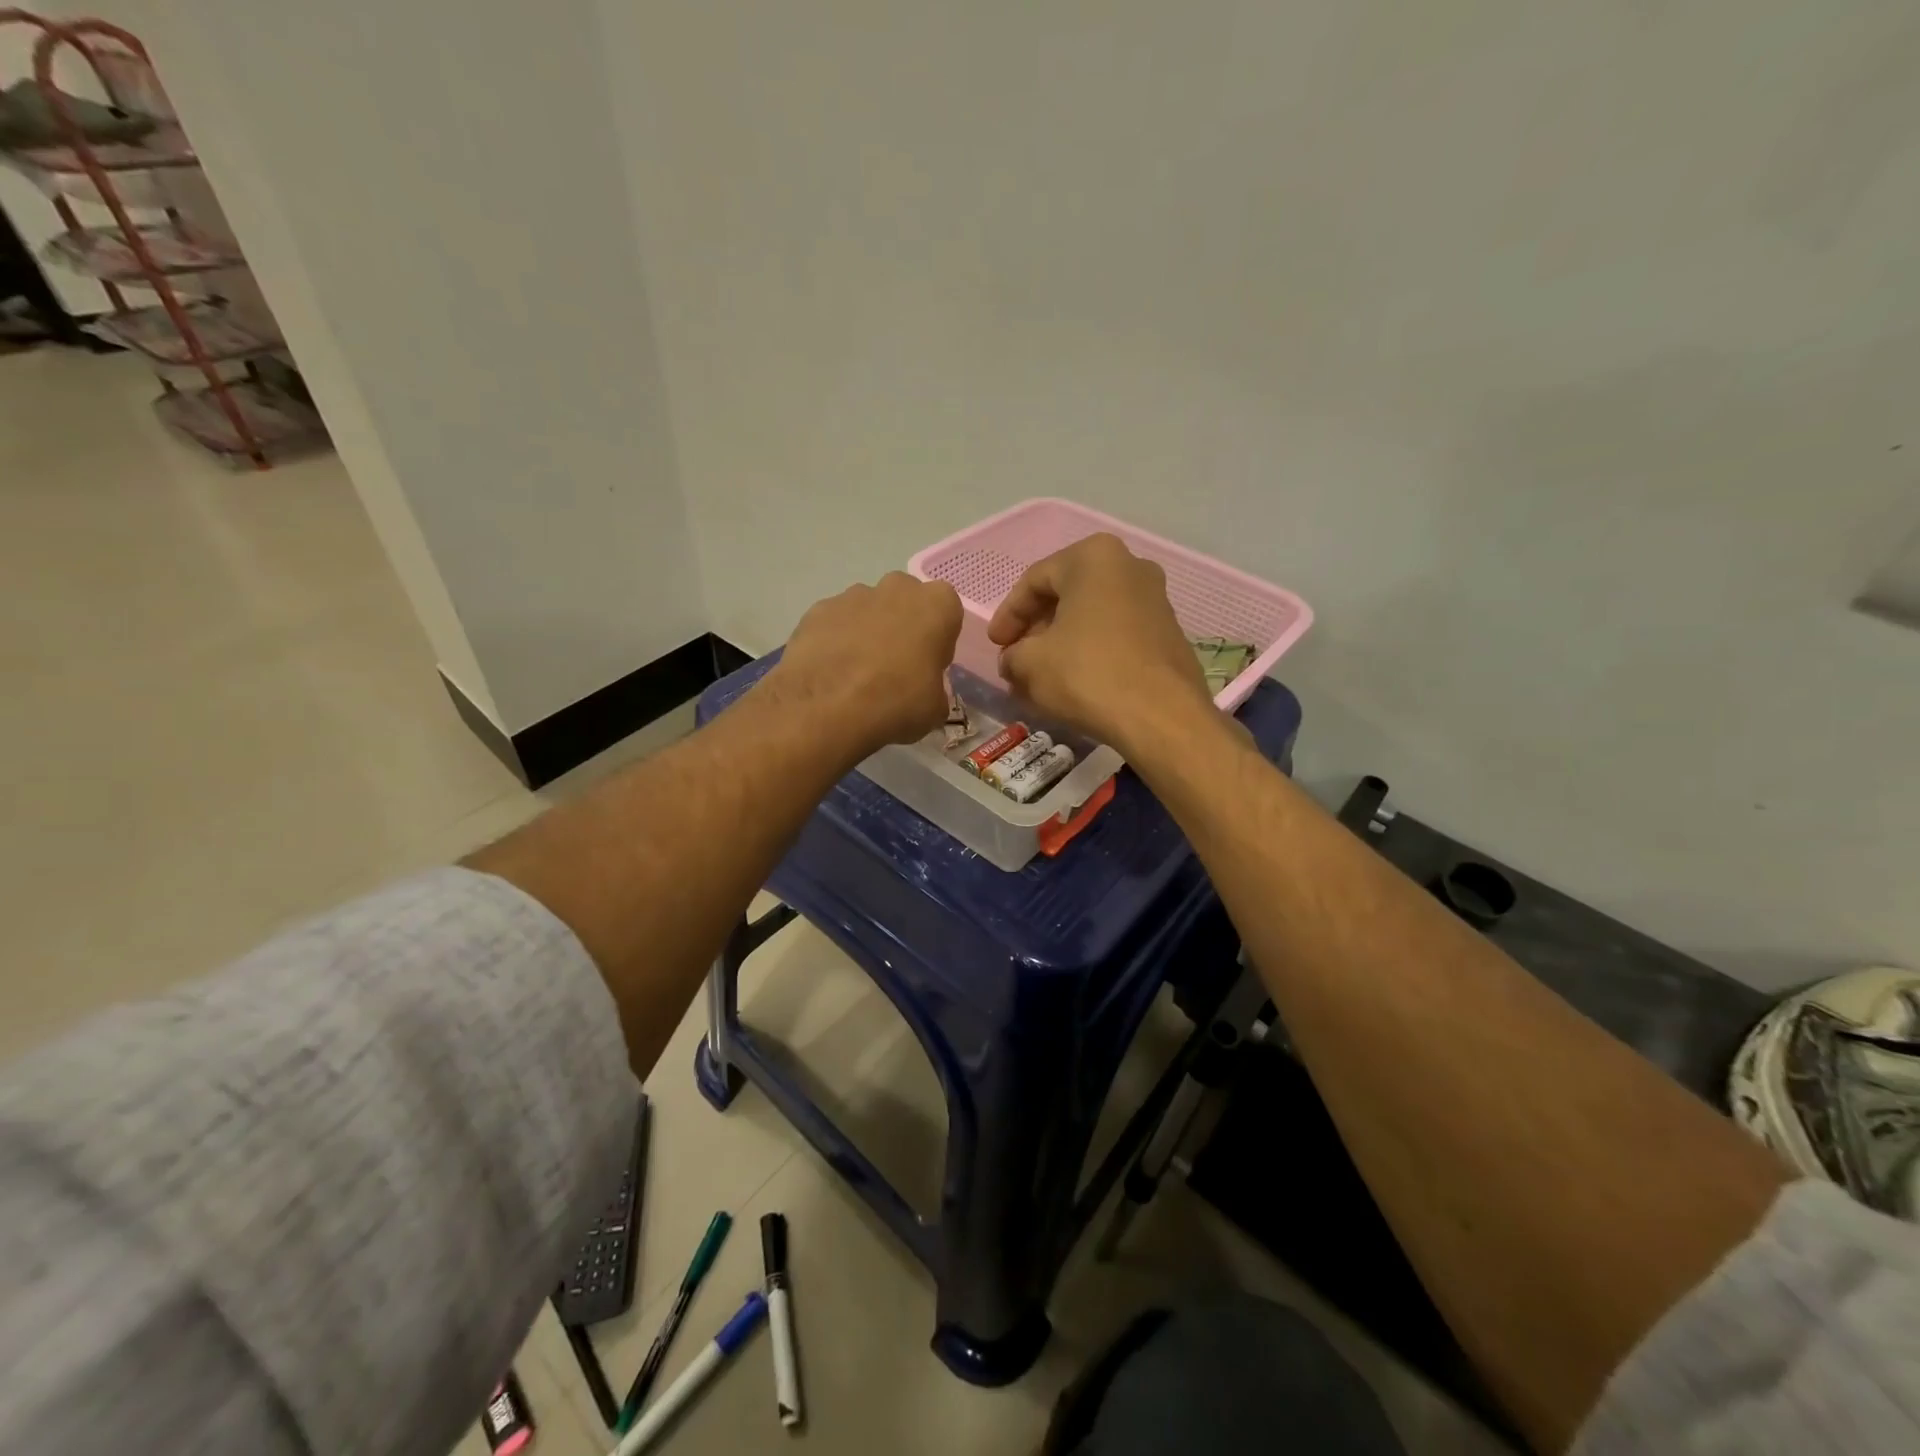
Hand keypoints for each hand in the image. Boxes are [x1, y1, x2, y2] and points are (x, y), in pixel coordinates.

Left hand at [767, 572, 963, 752]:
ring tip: (856, 675)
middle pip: (906, 602)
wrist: (826, 707)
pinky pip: (836, 623)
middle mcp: (897, 588)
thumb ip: (934, 688)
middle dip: (902, 626)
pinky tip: (830, 672)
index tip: (927, 666)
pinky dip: (835, 641)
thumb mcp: (935, 708)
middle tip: (894, 667)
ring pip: (869, 610)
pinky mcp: (818, 609)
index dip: (938, 640)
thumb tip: (922, 691)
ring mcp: (853, 594)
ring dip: (867, 633)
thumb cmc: (896, 702)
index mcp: (937, 605)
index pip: (947, 613)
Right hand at [988, 533, 1212, 751]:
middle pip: (1067, 595)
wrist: (1161, 716)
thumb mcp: (1030, 663)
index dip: (1008, 615)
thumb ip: (1012, 655)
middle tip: (1016, 659)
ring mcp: (1156, 599)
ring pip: (1092, 616)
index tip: (996, 646)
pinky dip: (1091, 652)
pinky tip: (1076, 682)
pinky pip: (1117, 635)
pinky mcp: (1169, 633)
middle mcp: (1130, 566)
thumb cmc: (1088, 674)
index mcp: (1094, 557)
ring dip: (1062, 643)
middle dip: (1036, 629)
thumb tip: (1013, 661)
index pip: (1034, 580)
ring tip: (1042, 675)